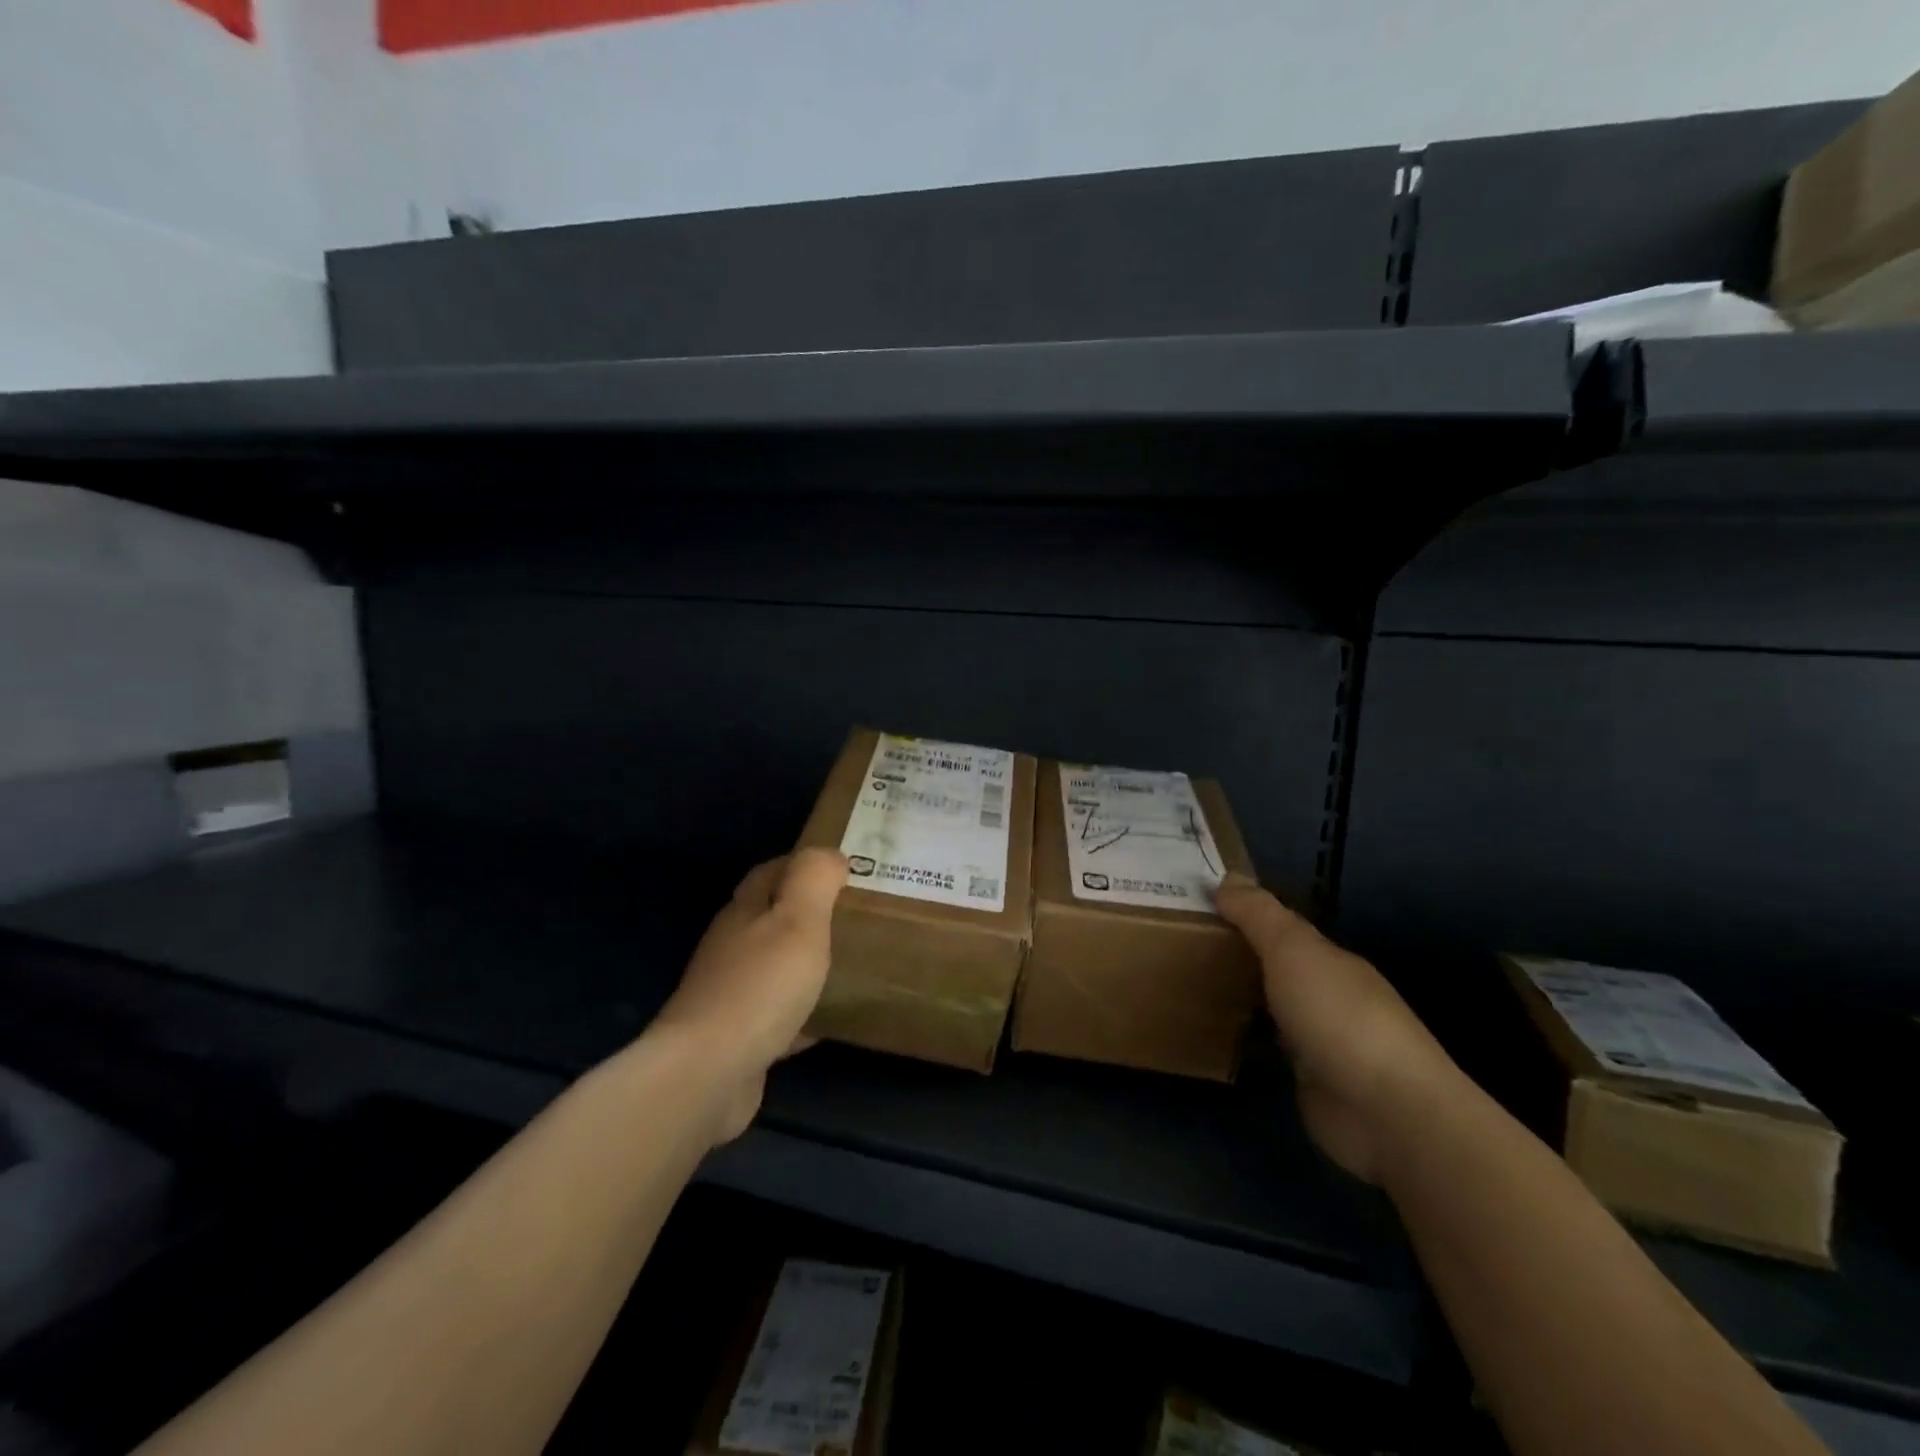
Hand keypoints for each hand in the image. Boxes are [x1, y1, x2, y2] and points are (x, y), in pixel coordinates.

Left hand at [653, 848, 846, 1142]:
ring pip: (777, 966)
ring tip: (854, 961)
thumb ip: (814, 879)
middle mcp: (732, 947)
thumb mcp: (798, 919)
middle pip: (772, 918)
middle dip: (810, 913)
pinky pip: (780, 1015)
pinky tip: (832, 1019)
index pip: (771, 872)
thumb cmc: (760, 986)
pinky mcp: (738, 1038)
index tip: (844, 868)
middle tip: (858, 915)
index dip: (803, 864)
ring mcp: (731, 994)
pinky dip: (805, 1012)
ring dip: (808, 961)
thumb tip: (831, 854)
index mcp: (744, 912)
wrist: (709, 1074)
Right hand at [1214, 874, 1460, 1183]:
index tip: (1201, 909)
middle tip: (1184, 947)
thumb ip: (1259, 914)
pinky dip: (1249, 1041)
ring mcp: (1324, 1044)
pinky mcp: (1313, 1085)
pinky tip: (1217, 1037)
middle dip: (1241, 958)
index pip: (1285, 931)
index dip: (1246, 918)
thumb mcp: (1292, 950)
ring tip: (1191, 988)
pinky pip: (1271, 1051)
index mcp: (1332, 962)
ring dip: (1244, 1000)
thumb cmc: (1337, 1015)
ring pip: (1275, 1009)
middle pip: (1280, 969)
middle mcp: (1331, 998)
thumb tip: (1227, 877)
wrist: (1385, 1111)